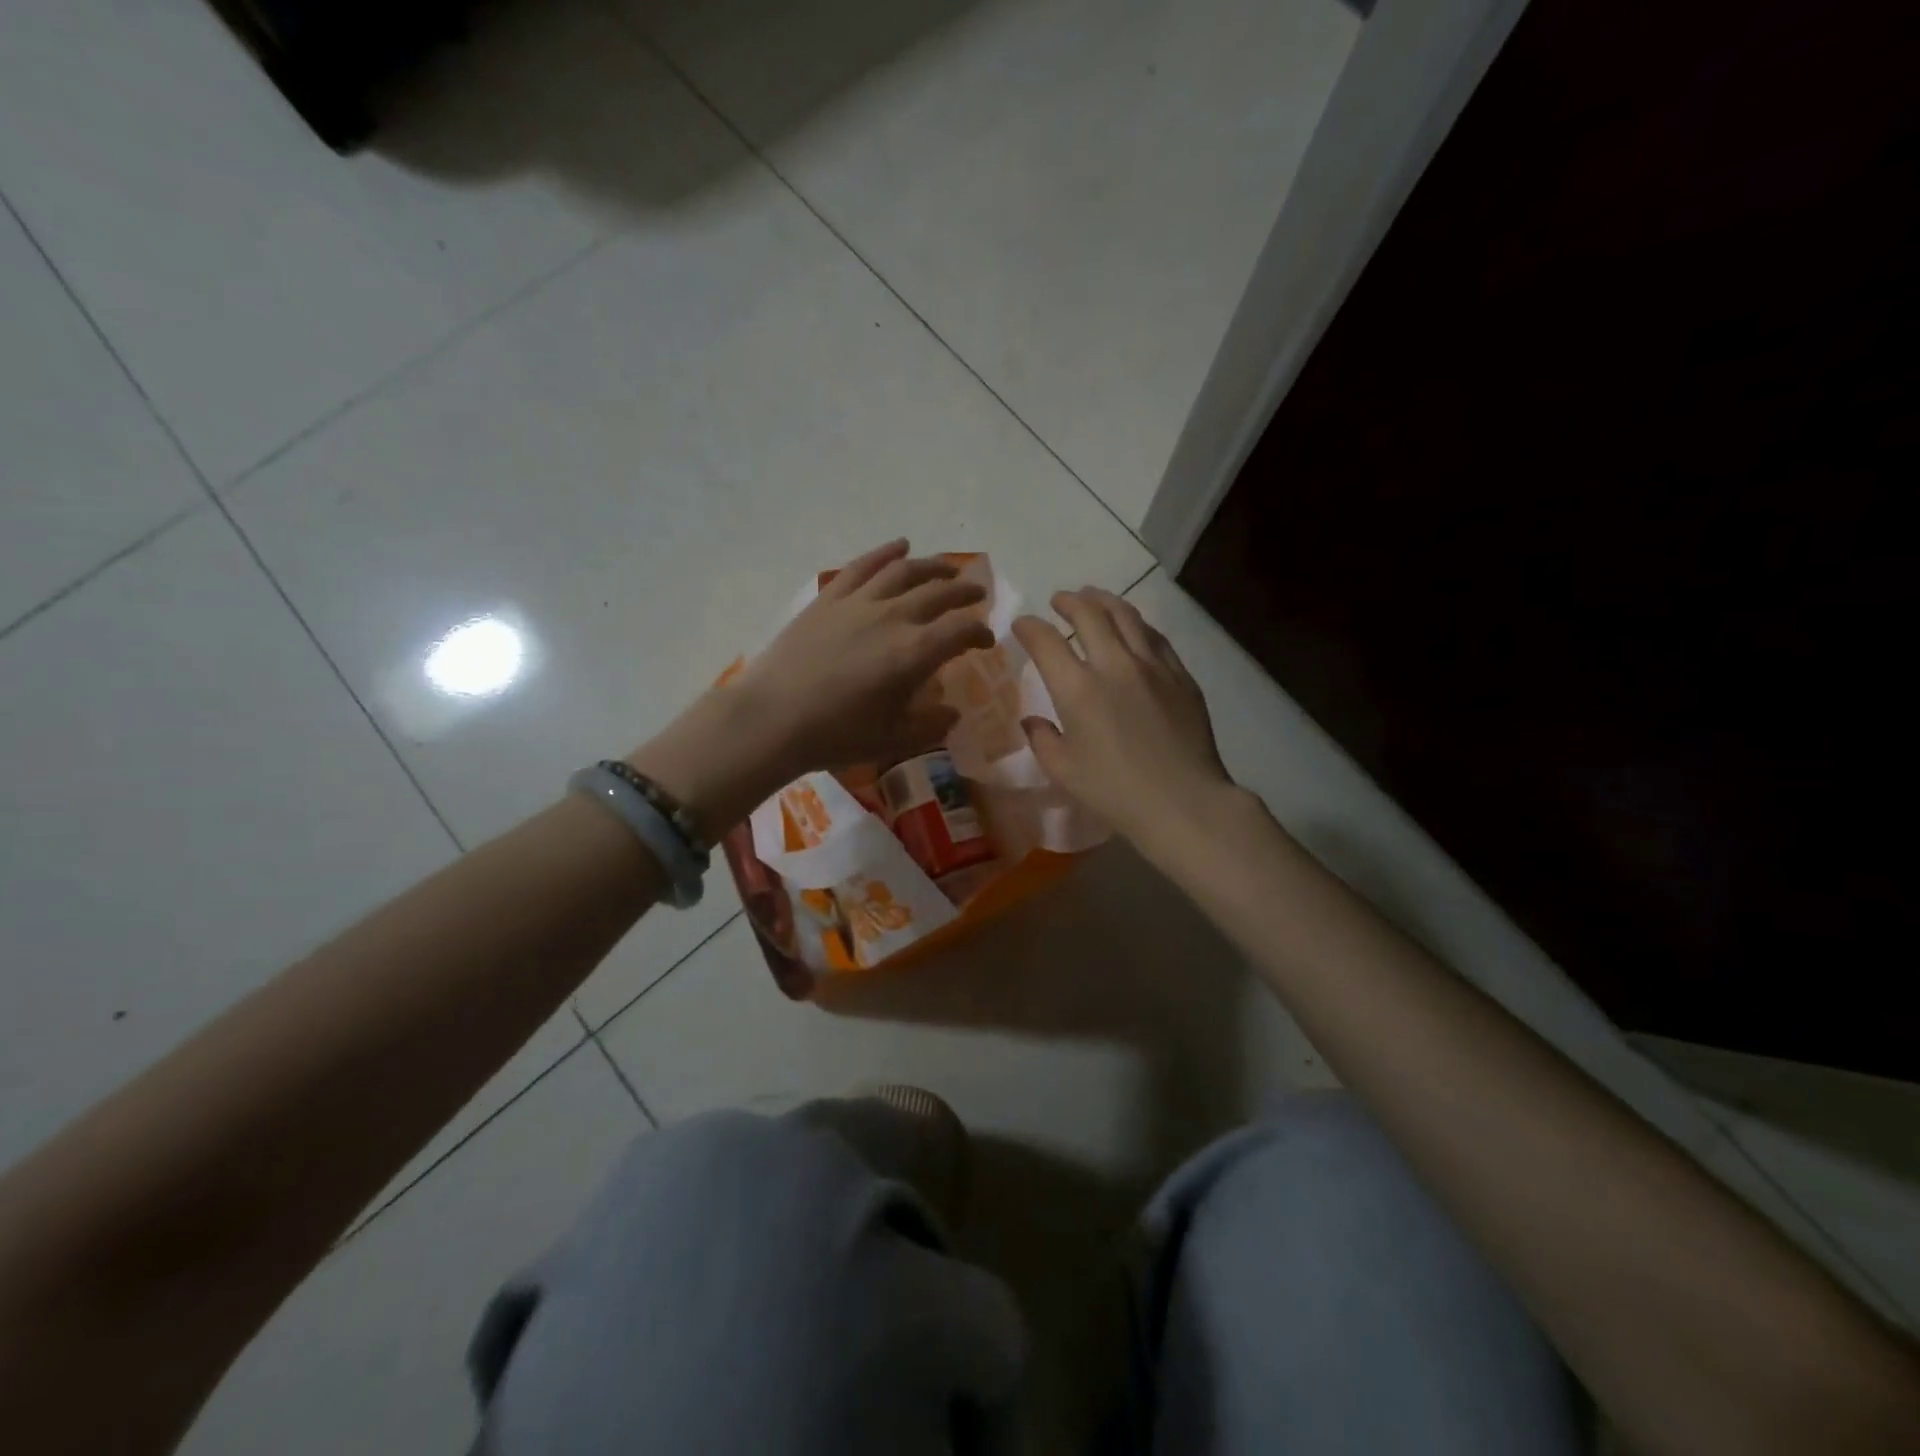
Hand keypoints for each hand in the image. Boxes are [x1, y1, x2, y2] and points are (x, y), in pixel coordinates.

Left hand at [738, 539, 995, 774]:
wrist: (772, 719)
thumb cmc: (836, 735)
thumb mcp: (893, 740)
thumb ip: (930, 725)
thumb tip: (951, 712)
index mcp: (913, 653)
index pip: (960, 631)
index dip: (979, 633)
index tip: (985, 641)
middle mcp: (892, 617)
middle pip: (939, 593)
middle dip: (964, 592)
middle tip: (977, 595)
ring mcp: (858, 602)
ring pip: (904, 571)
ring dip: (932, 566)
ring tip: (948, 568)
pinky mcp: (829, 599)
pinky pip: (863, 566)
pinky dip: (885, 553)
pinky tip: (899, 546)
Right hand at [1013, 588, 1239, 850]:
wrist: (1183, 802)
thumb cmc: (1115, 792)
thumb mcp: (1064, 771)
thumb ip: (1043, 740)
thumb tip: (1033, 721)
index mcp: (1078, 689)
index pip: (1046, 641)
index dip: (1029, 627)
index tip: (1022, 625)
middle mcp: (1114, 665)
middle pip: (1089, 614)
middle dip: (1068, 601)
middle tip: (1059, 600)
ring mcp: (1152, 666)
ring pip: (1126, 616)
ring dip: (1104, 600)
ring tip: (1093, 597)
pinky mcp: (1180, 675)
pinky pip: (1154, 636)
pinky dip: (1136, 623)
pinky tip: (1132, 626)